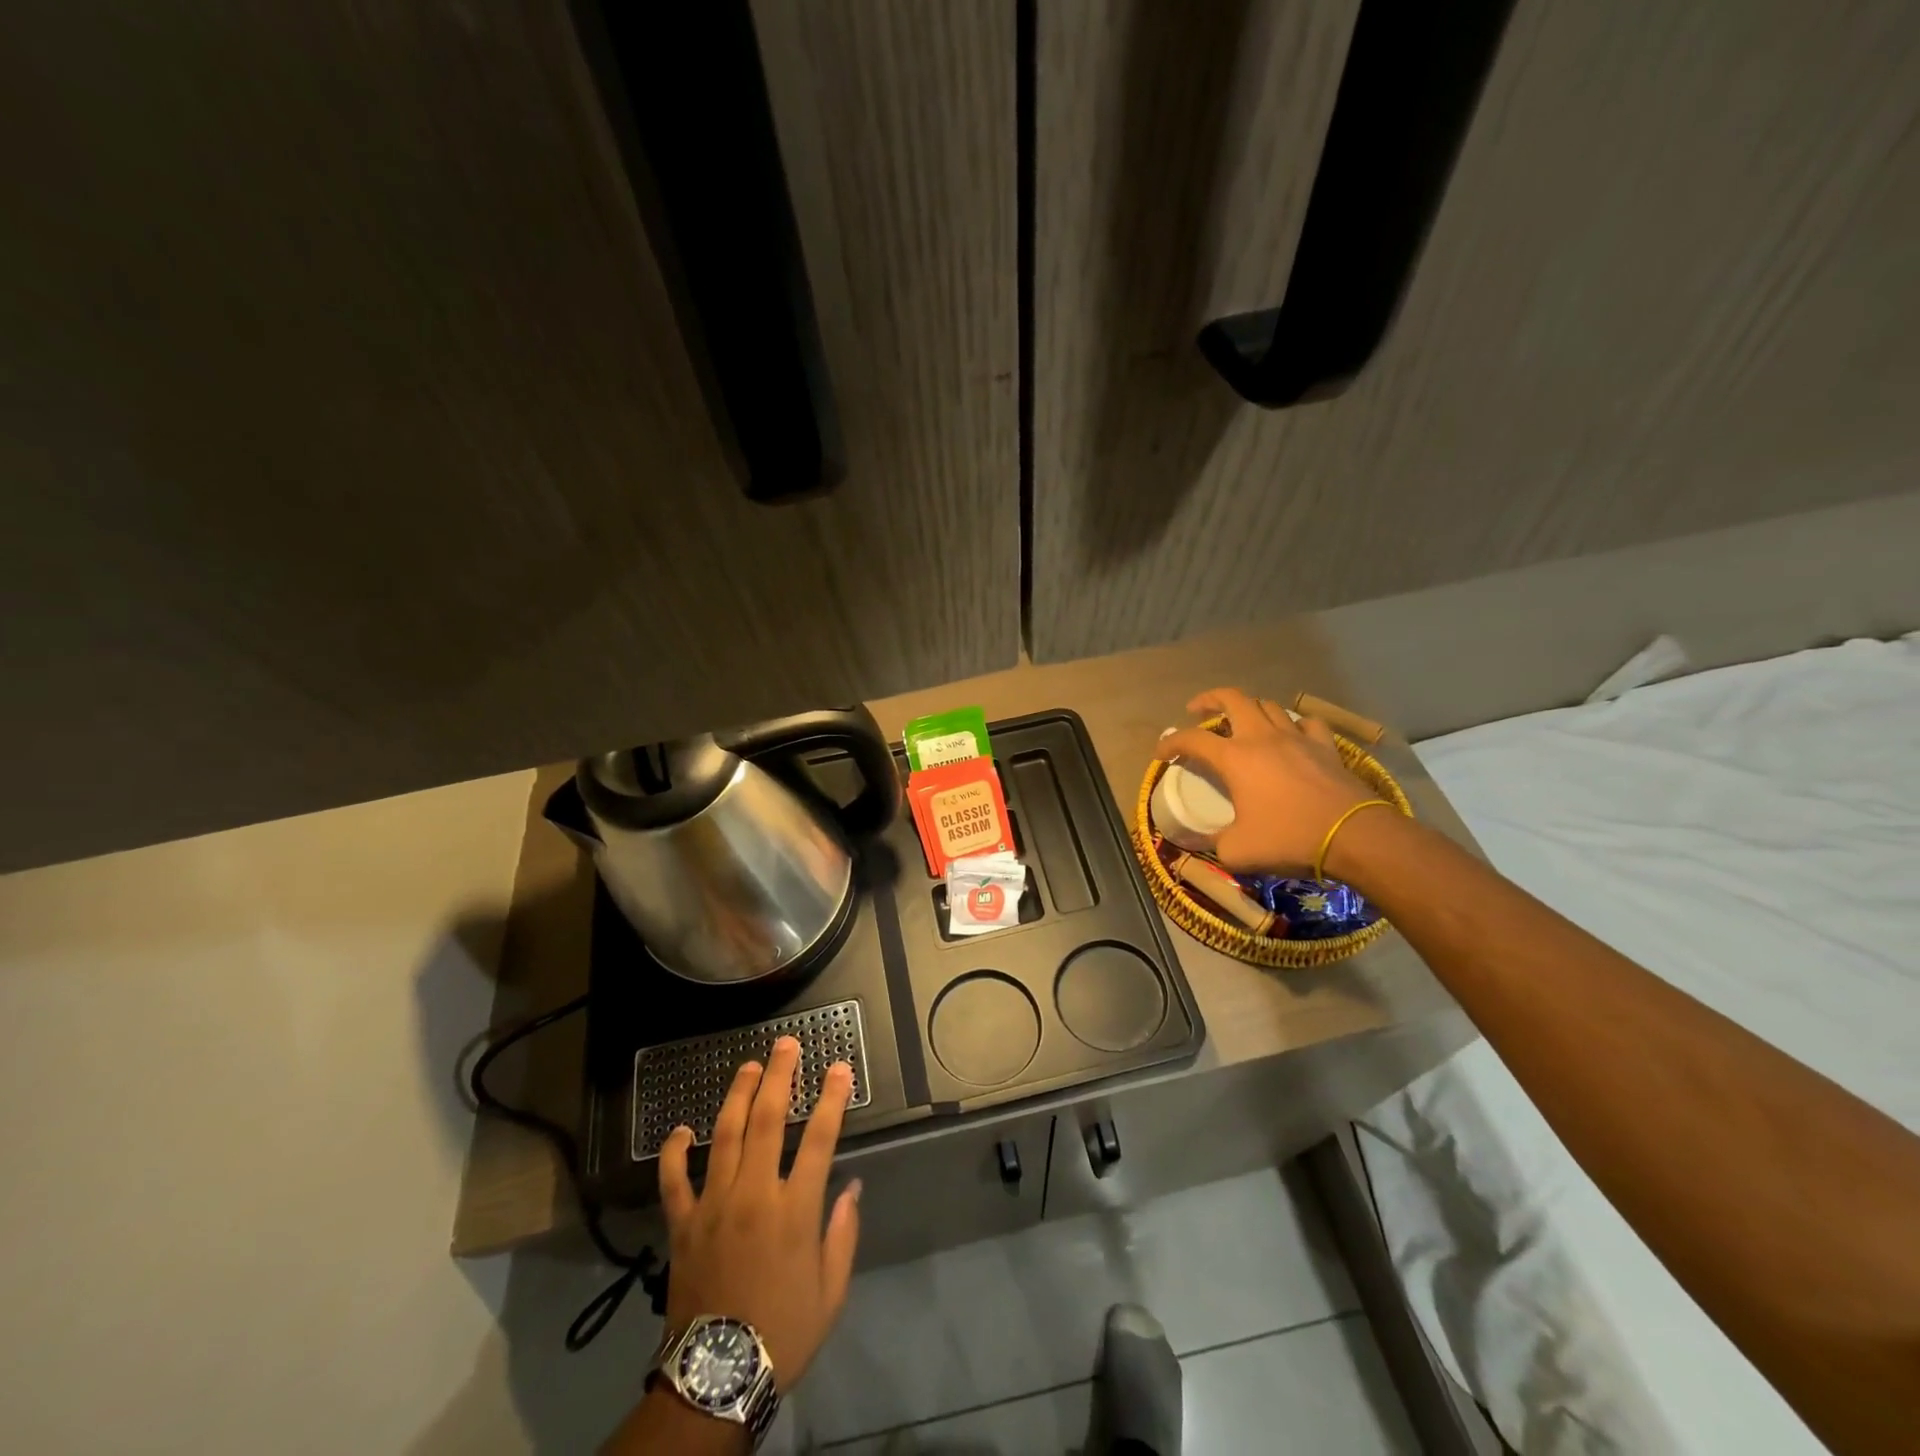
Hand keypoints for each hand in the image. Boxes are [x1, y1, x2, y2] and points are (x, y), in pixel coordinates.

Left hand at [657, 1037, 860, 1391]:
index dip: (833, 1099)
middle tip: (787, 1044)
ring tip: (750, 1066)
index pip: (820, 1138)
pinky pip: (675, 1180)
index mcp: (794, 1210)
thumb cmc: (783, 1331)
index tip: (840, 1068)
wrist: (716, 1377)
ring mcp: (714, 1205)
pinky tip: (683, 1128)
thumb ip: (843, 1233)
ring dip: (739, 1094)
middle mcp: (754, 1195)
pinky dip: (676, 1151)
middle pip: (768, 1120)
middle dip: (780, 1076)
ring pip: (725, 1135)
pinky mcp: (683, 1223)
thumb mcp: (830, 1291)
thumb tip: (851, 1186)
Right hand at [1157, 687, 1376, 875]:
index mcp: (1235, 758)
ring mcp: (1297, 739)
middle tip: (1198, 710)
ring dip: (1250, 709)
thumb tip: (1203, 843)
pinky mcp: (1326, 747)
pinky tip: (1292, 736)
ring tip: (1243, 722)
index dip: (1171, 743)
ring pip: (1269, 706)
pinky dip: (1294, 725)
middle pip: (1233, 699)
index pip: (1191, 739)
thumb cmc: (1289, 839)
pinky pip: (1307, 724)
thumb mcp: (1237, 851)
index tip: (1162, 753)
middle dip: (1210, 699)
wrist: (1354, 836)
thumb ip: (1214, 843)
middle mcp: (1262, 738)